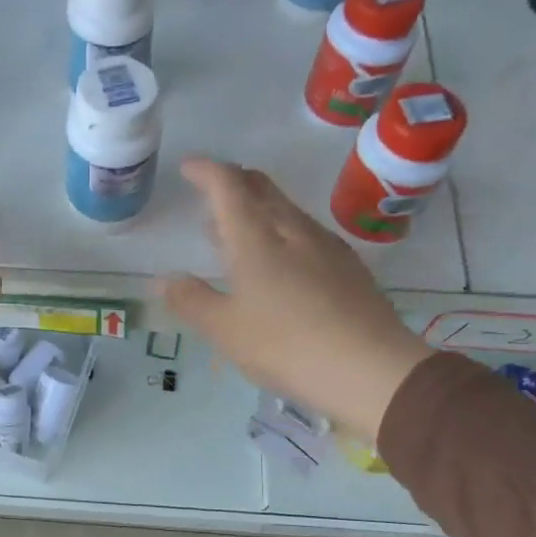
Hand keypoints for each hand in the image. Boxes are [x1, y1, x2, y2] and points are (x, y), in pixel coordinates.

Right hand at [158, 159, 431, 435]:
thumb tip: (164, 280)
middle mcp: (292, 229)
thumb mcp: (225, 330)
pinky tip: (280, 260)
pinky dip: (281, 231)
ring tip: (236, 230)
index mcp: (256, 237)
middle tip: (210, 192)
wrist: (371, 368)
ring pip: (286, 209)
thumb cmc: (286, 346)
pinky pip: (305, 232)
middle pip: (262, 187)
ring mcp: (325, 245)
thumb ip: (191, 300)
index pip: (228, 185)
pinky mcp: (348, 266)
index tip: (188, 168)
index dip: (206, 170)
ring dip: (257, 208)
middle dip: (233, 181)